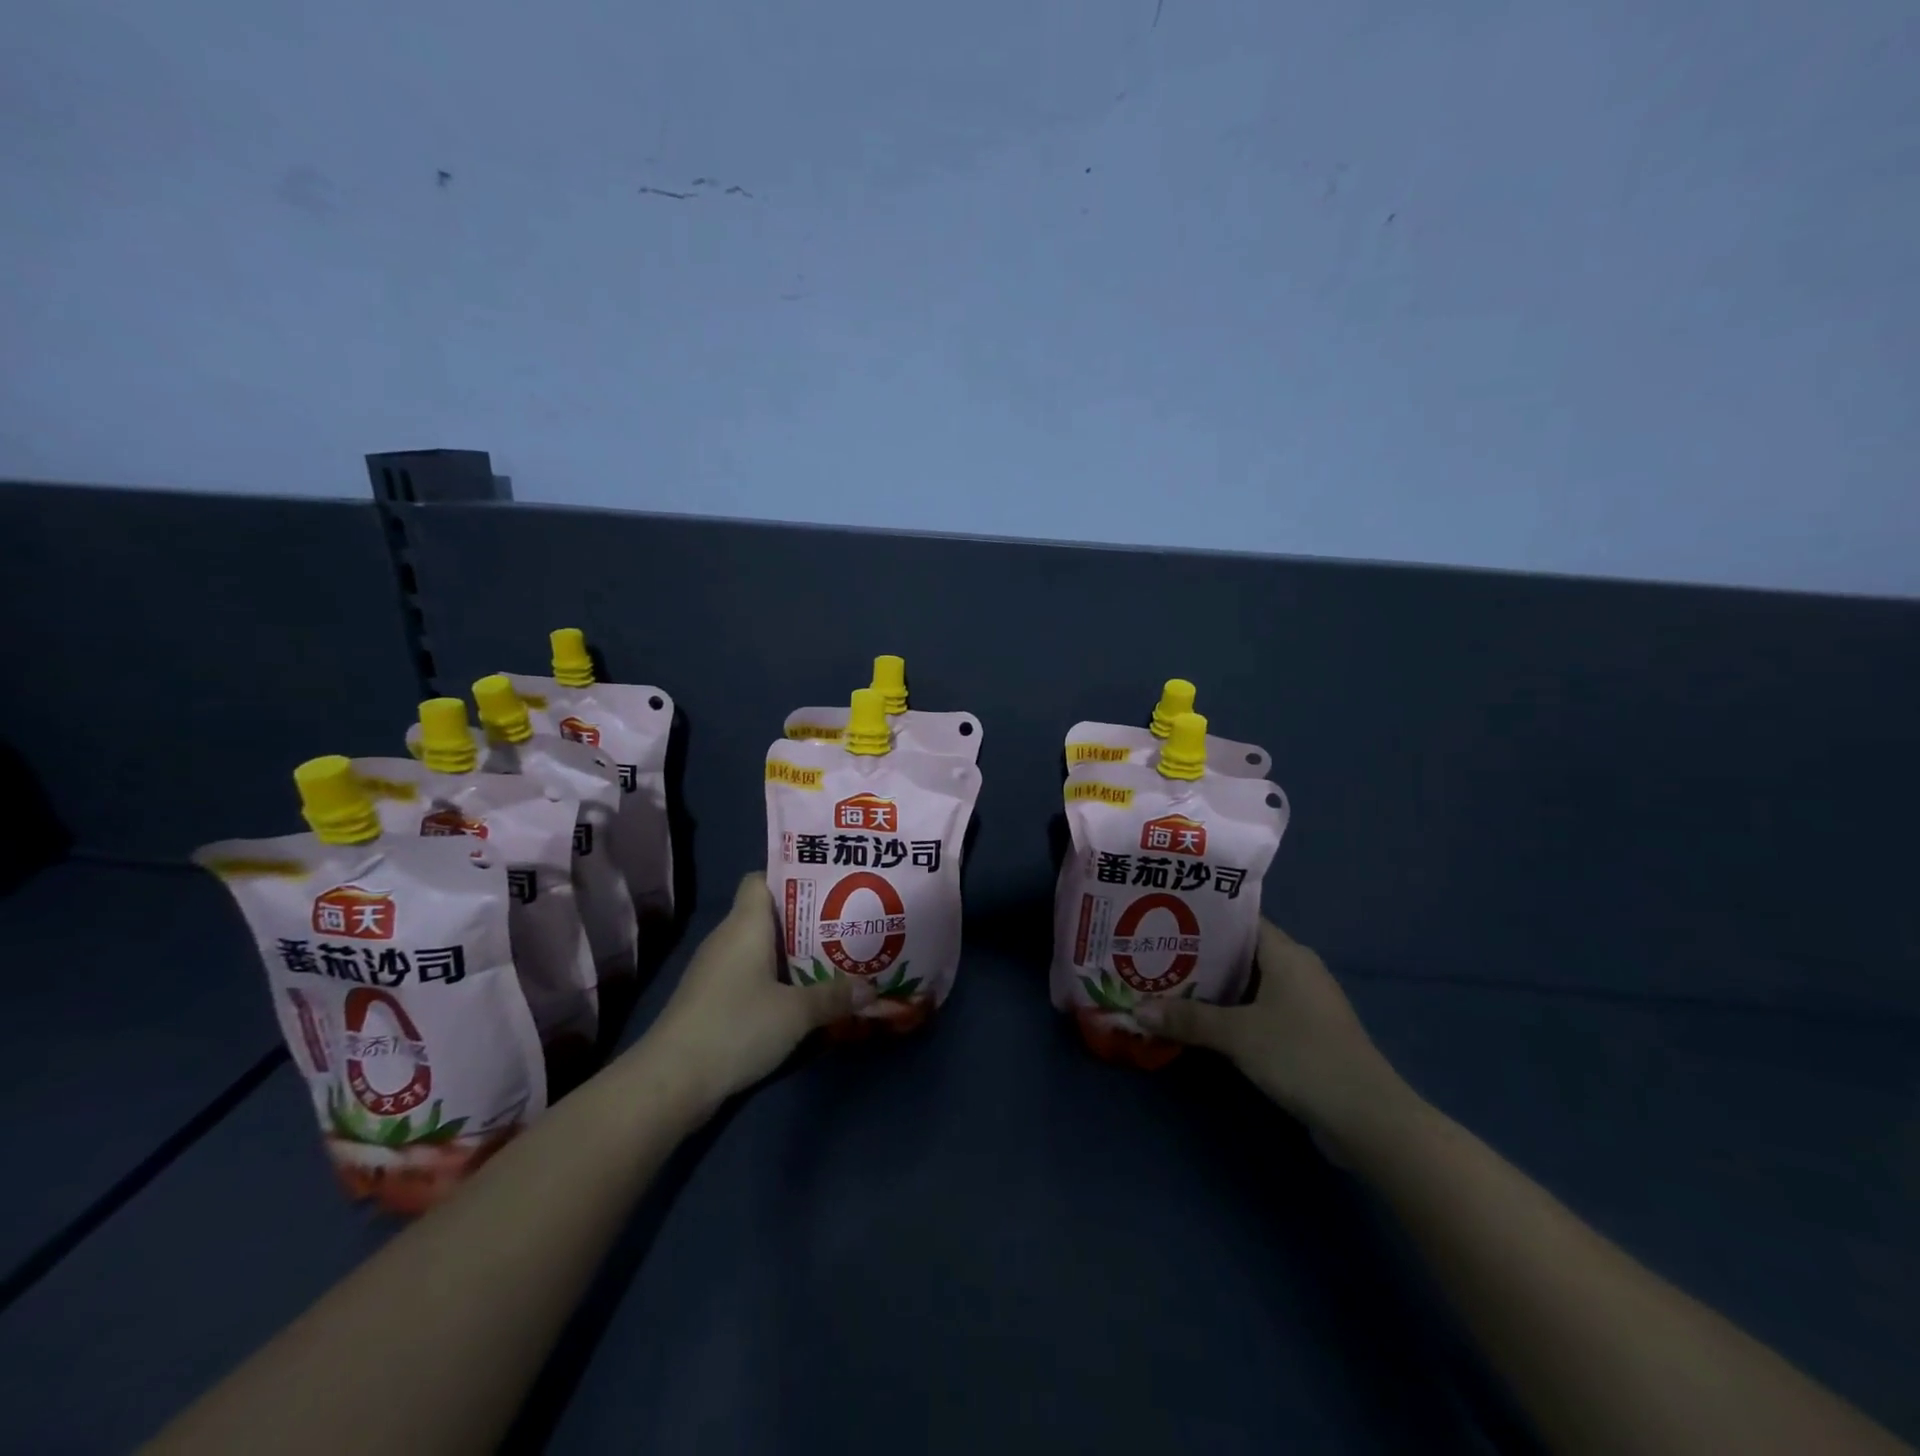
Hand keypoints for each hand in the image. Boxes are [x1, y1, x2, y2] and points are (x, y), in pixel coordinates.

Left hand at [642, 874, 867, 1106]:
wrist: (671, 1081)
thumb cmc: (736, 1027)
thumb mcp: (796, 1013)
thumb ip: (834, 996)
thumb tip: (871, 988)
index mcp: (745, 924)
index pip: (762, 879)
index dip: (792, 879)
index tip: (829, 888)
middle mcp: (728, 939)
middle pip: (769, 915)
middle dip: (807, 920)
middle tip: (847, 925)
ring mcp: (716, 971)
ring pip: (761, 949)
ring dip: (794, 954)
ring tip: (835, 958)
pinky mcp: (712, 1000)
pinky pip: (752, 976)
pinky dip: (777, 980)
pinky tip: (803, 995)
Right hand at [1135, 920, 1405, 1139]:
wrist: (1368, 1118)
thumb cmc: (1301, 1055)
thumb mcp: (1238, 1034)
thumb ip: (1187, 1019)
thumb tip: (1137, 1010)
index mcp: (1287, 953)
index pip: (1239, 921)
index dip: (1202, 918)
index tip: (1163, 920)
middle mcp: (1298, 970)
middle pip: (1240, 953)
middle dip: (1199, 956)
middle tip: (1154, 955)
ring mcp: (1305, 1004)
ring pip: (1249, 984)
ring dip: (1213, 988)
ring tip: (1167, 986)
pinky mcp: (1306, 1034)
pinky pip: (1260, 1010)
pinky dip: (1232, 1012)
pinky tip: (1200, 1022)